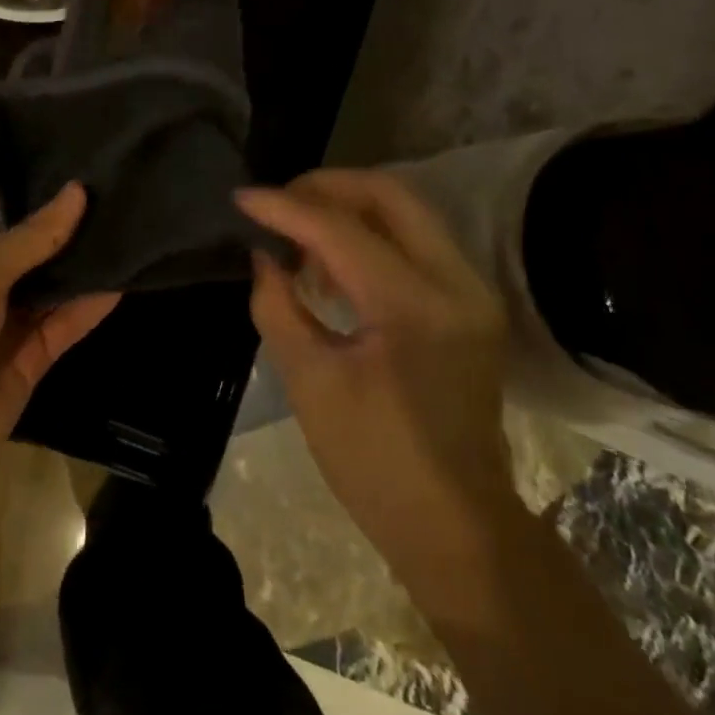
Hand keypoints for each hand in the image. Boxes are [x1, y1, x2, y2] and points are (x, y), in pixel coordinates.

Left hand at [0, 180, 118, 496]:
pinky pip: (63, 322)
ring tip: (127, 222)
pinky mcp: (28, 356)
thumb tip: (77, 192)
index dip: (19, 179)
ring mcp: (2, 318)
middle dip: (61, 218)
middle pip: (23, 239)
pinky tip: (123, 278)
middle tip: (112, 185)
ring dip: (80, 260)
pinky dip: (89, 304)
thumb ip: (30, 237)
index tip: (67, 155)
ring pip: (48, 281)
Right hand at [236, 170, 516, 571]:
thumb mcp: (310, 382)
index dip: (285, 208)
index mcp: (415, 307)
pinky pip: (416, 239)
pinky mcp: (470, 302)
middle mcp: (457, 282)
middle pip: (390, 194)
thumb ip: (278, 305)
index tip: (241, 198)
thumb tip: (263, 255)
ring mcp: (472, 290)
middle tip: (278, 202)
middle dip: (326, 186)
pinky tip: (331, 260)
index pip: (341, 230)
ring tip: (297, 233)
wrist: (458, 527)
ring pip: (406, 210)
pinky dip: (370, 233)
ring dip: (348, 208)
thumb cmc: (375, 463)